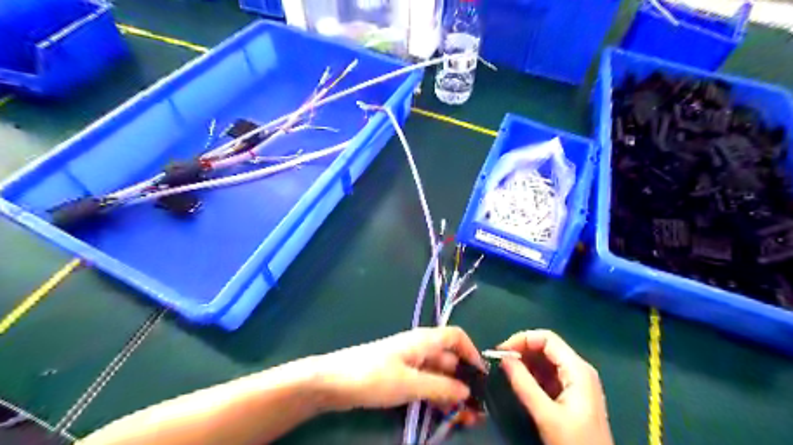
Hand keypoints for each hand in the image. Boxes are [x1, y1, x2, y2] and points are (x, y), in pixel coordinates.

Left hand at [308, 325, 483, 410]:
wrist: (333, 381)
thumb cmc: (373, 376)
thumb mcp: (409, 383)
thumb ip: (440, 386)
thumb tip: (466, 390)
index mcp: (424, 341)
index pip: (456, 337)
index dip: (472, 353)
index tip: (482, 377)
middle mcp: (420, 349)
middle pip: (449, 360)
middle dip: (464, 382)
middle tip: (477, 410)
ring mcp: (410, 364)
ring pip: (439, 375)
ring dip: (453, 394)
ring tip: (466, 419)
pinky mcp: (400, 377)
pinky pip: (425, 385)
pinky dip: (437, 397)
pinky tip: (445, 415)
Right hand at [497, 329, 615, 444]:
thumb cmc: (574, 442)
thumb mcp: (546, 415)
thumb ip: (524, 384)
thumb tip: (504, 358)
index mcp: (577, 369)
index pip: (546, 338)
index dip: (522, 339)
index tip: (501, 351)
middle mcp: (578, 369)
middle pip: (546, 347)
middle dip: (522, 351)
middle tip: (500, 362)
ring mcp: (577, 382)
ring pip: (546, 360)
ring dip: (525, 363)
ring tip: (506, 372)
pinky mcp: (572, 393)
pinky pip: (548, 374)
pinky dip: (532, 374)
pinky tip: (520, 383)